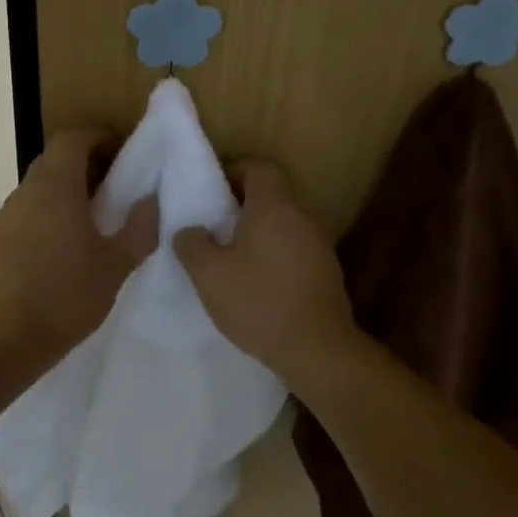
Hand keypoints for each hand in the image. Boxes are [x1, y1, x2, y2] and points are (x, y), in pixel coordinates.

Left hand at [0, 127, 158, 360]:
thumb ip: (140, 228)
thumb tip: (150, 201)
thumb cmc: (67, 296)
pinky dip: (42, 218)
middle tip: (110, 188)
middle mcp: (25, 193)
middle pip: (52, 161)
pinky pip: (22, 216)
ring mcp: (3, 218)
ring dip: (61, 194)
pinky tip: (56, 253)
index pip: (71, 138)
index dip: (96, 136)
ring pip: (36, 190)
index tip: (118, 151)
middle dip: (82, 165)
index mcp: (56, 187)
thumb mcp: (116, 265)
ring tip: (85, 224)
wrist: (4, 339)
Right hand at [174, 159, 358, 375]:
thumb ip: (191, 244)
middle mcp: (301, 217)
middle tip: (214, 224)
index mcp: (274, 207)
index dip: (235, 169)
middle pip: (272, 194)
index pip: (259, 166)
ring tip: (231, 256)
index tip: (212, 188)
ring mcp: (319, 245)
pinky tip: (257, 283)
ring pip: (284, 223)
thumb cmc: (258, 302)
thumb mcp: (208, 274)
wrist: (317, 350)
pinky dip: (274, 254)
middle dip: (242, 203)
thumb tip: (190, 231)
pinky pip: (295, 249)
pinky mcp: (326, 272)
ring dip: (259, 232)